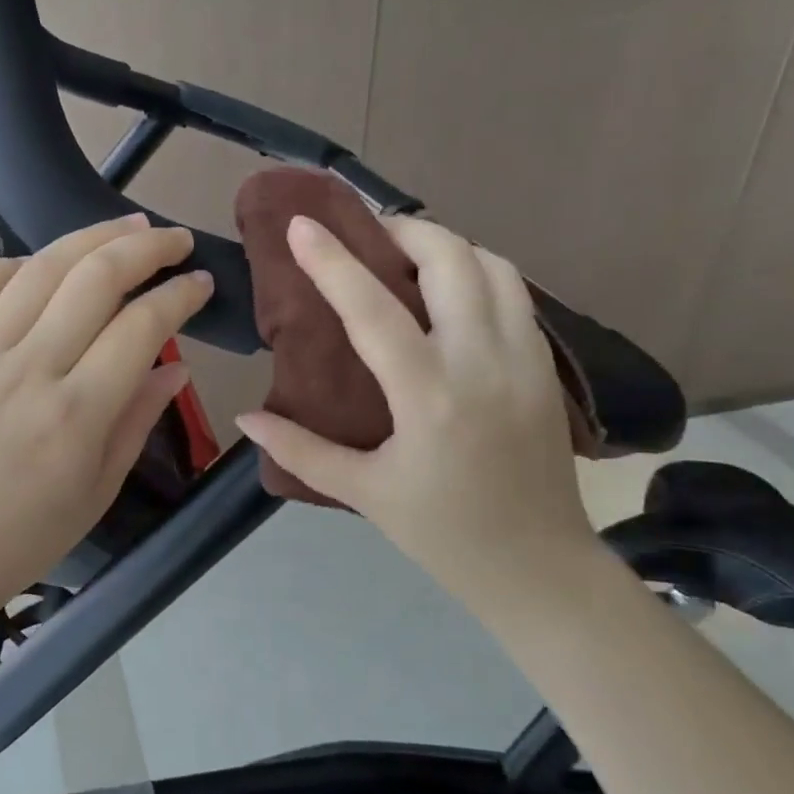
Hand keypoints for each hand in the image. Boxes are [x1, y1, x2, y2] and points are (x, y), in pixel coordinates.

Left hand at [0, 214, 213, 625]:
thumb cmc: (29, 534)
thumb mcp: (102, 486)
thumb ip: (140, 417)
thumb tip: (177, 364)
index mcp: (76, 414)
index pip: (141, 327)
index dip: (179, 296)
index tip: (201, 283)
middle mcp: (29, 371)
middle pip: (94, 279)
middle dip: (145, 247)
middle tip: (175, 239)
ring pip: (40, 268)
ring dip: (90, 236)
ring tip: (126, 227)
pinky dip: (17, 262)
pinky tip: (44, 264)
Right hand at [235, 215, 597, 600]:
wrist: (540, 568)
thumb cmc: (443, 534)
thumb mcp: (363, 493)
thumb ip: (301, 449)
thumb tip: (245, 419)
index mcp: (429, 397)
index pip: (373, 309)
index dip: (332, 261)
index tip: (302, 225)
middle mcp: (483, 363)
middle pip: (450, 260)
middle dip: (404, 231)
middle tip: (368, 235)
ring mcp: (525, 360)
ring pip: (493, 266)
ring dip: (447, 247)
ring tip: (409, 257)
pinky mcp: (548, 367)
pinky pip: (516, 293)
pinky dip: (480, 272)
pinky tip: (452, 293)